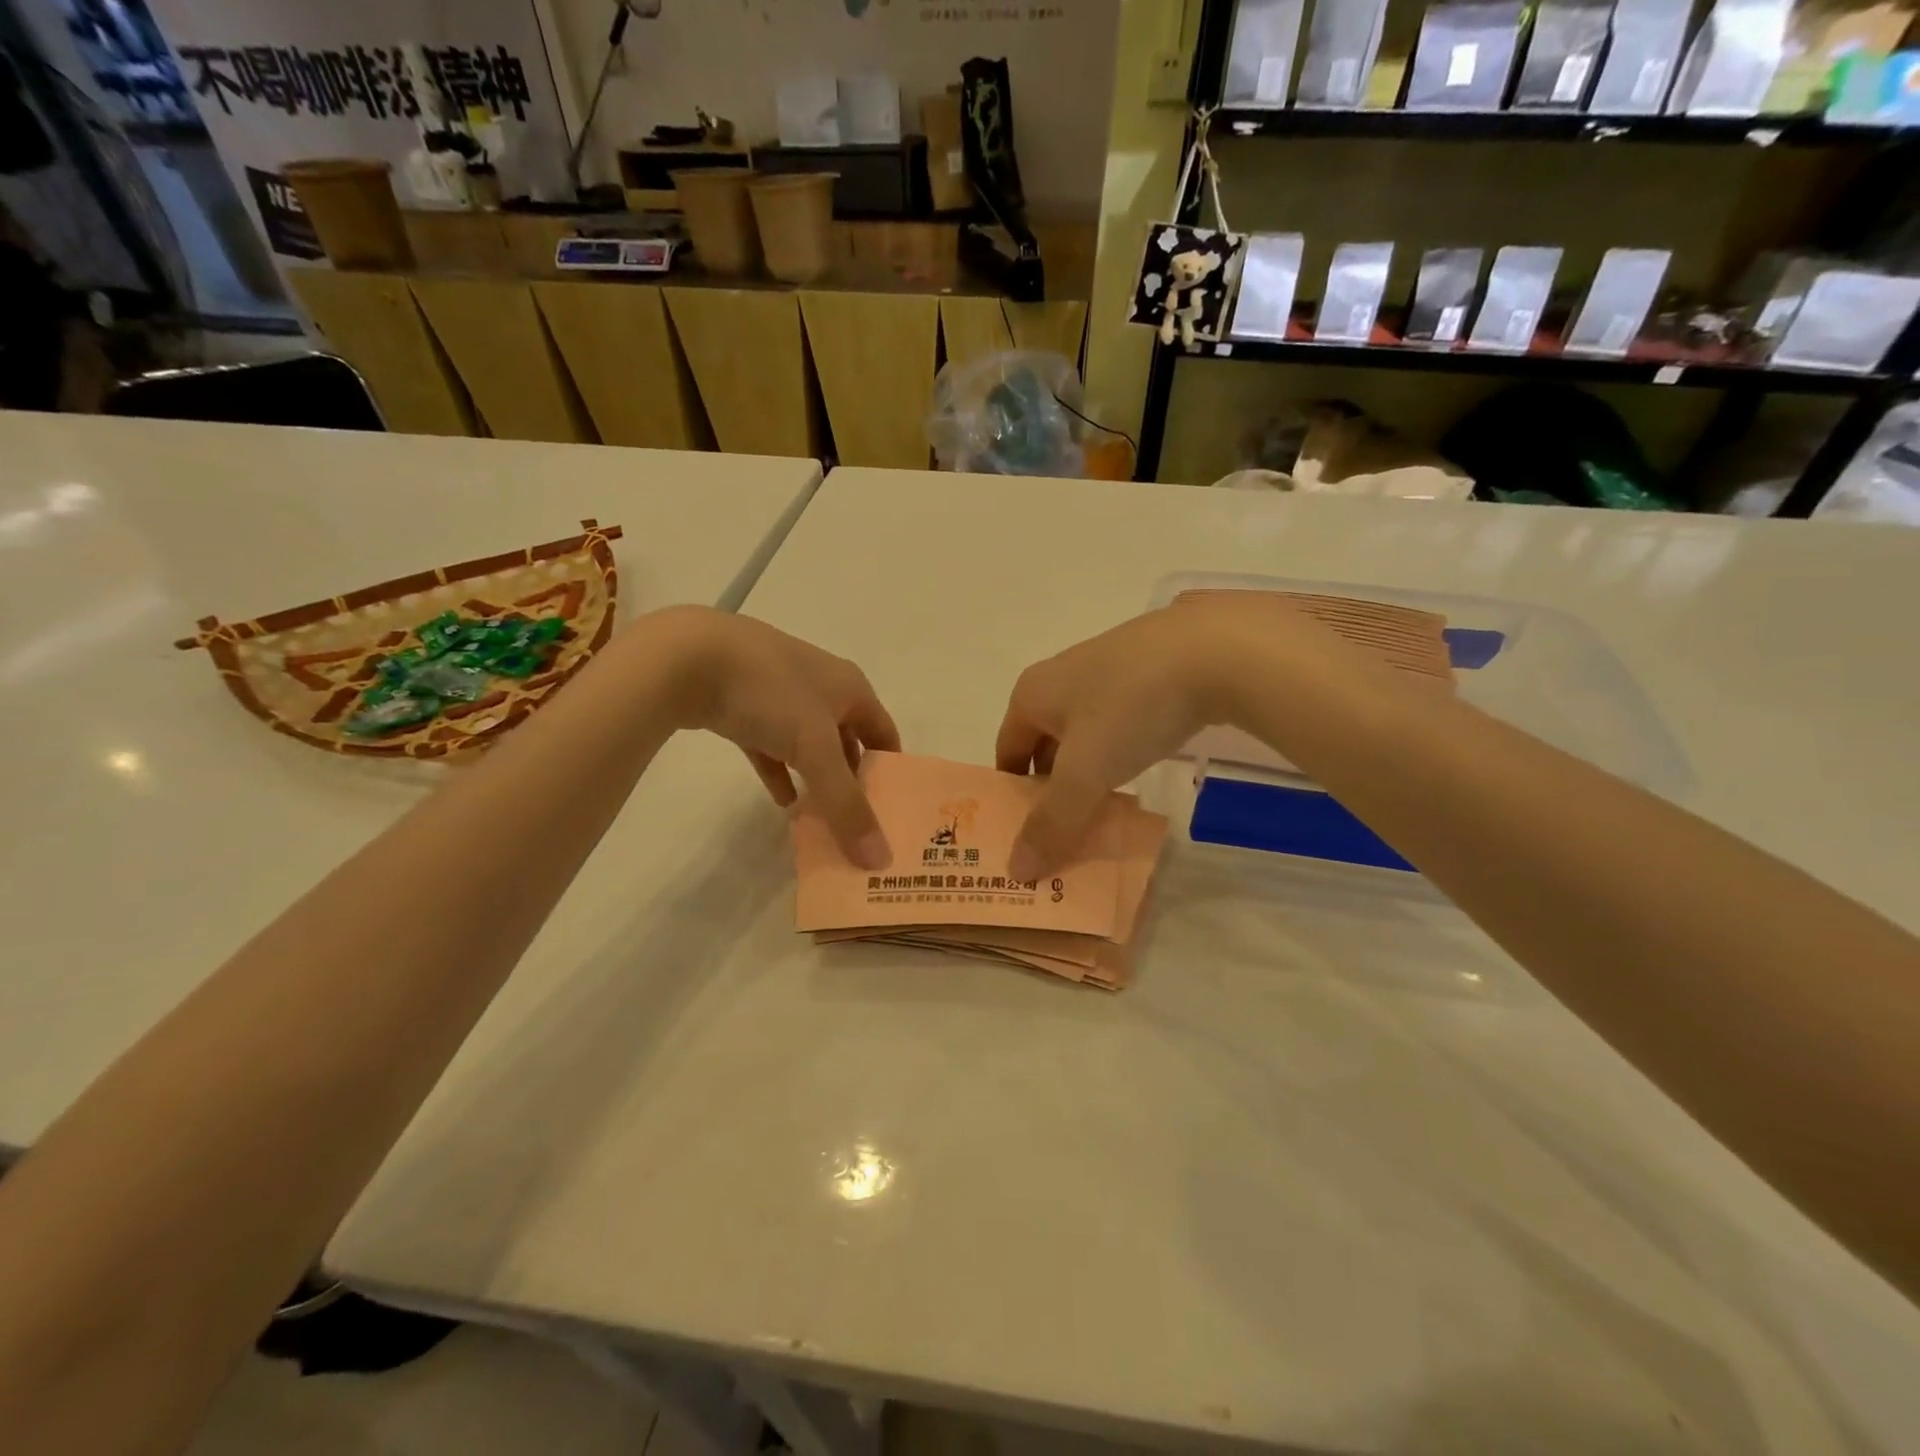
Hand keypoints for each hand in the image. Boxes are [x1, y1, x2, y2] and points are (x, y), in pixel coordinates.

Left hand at [646, 607, 898, 868]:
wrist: (688, 657)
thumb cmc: (771, 693)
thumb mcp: (815, 750)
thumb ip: (846, 804)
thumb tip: (879, 858)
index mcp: (850, 687)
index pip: (884, 731)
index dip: (890, 769)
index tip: (891, 810)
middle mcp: (821, 686)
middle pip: (848, 739)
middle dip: (852, 780)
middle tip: (856, 822)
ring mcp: (779, 693)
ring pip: (808, 744)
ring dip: (816, 779)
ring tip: (821, 818)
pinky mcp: (743, 704)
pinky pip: (772, 745)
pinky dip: (780, 771)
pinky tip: (782, 800)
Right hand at [996, 597, 1363, 878]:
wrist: (1217, 648)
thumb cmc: (1131, 708)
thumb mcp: (1085, 773)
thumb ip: (1052, 823)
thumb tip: (1016, 870)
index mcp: (1032, 694)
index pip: (1007, 753)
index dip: (1011, 796)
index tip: (1025, 836)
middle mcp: (1061, 677)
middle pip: (1044, 744)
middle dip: (1051, 788)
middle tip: (1063, 833)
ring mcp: (1108, 669)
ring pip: (1085, 734)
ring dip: (1087, 772)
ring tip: (1102, 810)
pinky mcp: (1149, 670)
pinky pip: (1120, 722)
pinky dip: (1120, 752)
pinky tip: (1140, 771)